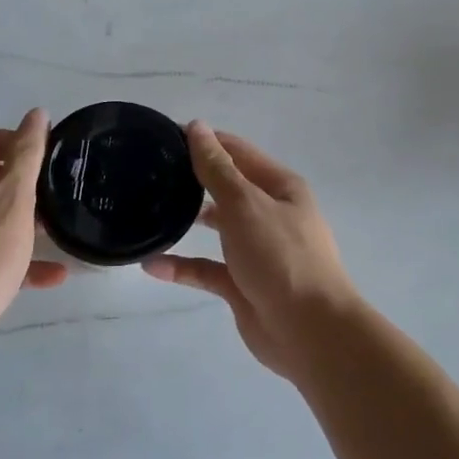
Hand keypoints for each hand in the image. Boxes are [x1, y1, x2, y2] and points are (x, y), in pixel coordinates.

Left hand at [0, 109, 65, 340]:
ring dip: (25, 221)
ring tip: (56, 230)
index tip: (52, 157)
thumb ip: (27, 156)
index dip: (21, 141)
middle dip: (25, 184)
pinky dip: (17, 255)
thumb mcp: (13, 202)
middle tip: (57, 192)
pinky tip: (52, 274)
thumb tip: (36, 114)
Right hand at [143, 122, 363, 378]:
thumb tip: (197, 127)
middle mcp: (269, 214)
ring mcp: (256, 251)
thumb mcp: (246, 204)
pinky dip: (182, 267)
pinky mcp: (242, 284)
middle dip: (193, 179)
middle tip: (149, 172)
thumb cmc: (281, 257)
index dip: (205, 141)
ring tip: (148, 210)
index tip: (164, 136)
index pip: (238, 152)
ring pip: (218, 228)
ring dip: (187, 220)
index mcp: (280, 188)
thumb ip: (217, 168)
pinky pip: (207, 269)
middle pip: (227, 188)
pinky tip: (152, 265)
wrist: (310, 331)